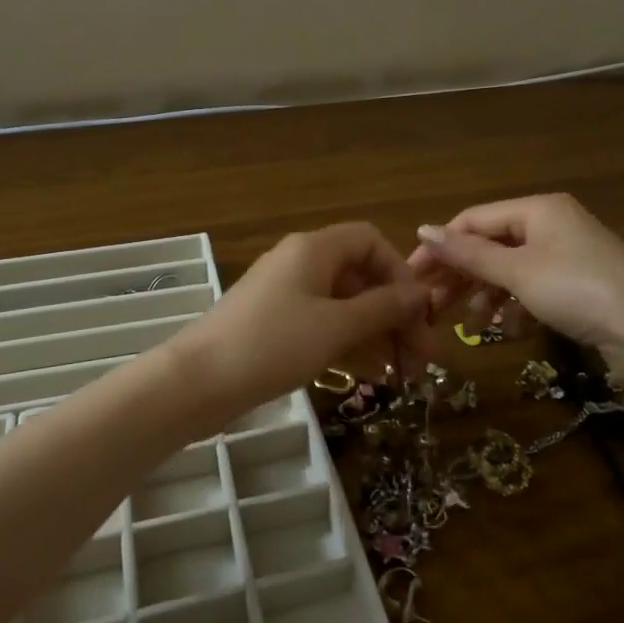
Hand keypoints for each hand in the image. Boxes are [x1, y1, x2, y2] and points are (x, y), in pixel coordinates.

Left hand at [174, 223, 438, 412]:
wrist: (198, 381)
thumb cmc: (273, 345)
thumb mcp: (336, 327)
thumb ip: (383, 308)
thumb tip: (421, 293)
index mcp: (315, 249)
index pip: (370, 241)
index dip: (400, 272)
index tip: (419, 312)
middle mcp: (301, 263)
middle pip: (361, 277)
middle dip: (396, 314)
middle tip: (425, 357)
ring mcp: (286, 294)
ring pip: (344, 305)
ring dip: (377, 334)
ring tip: (405, 373)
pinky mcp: (275, 324)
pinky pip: (323, 324)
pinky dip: (349, 344)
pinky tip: (372, 374)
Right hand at [408, 193, 623, 362]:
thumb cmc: (579, 290)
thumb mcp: (518, 272)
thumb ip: (469, 254)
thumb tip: (423, 230)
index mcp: (536, 209)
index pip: (473, 220)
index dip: (440, 247)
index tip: (412, 276)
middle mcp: (550, 224)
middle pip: (490, 245)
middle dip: (460, 276)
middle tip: (431, 306)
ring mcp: (566, 254)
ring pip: (510, 270)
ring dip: (485, 296)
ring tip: (467, 326)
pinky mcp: (578, 282)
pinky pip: (533, 287)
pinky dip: (515, 306)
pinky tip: (505, 330)